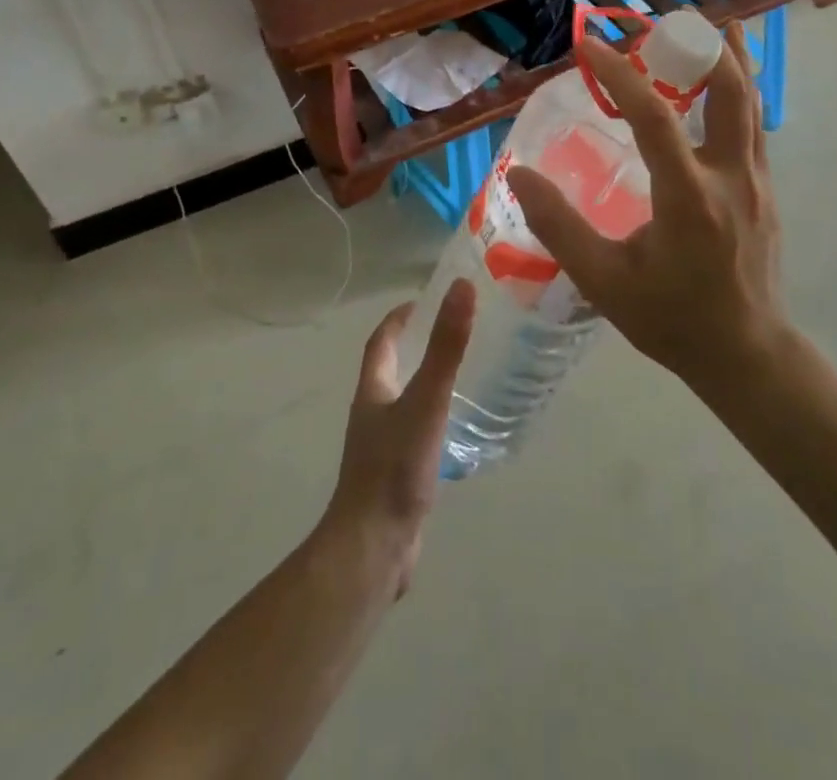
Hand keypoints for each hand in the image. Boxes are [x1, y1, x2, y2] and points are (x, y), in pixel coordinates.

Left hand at [320, 281, 474, 596]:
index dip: (398, 318)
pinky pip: (418, 435)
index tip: (423, 300)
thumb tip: (461, 287)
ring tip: (464, 374)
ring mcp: (384, 447)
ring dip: (427, 384)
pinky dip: (436, 421)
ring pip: (406, 403)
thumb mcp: (426, 401)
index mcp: (373, 391)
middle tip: (454, 333)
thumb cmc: (394, 468)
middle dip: (416, 348)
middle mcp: (373, 414)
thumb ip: (446, 348)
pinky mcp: (398, 476)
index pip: (381, 342)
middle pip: (391, 370)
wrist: (372, 550)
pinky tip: (461, 430)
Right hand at [508, 23, 783, 391]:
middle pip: (731, 89)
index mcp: (688, 196)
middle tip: (664, 25)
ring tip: (706, 28)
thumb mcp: (603, 281)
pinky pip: (754, 125)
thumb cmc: (671, 319)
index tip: (588, 45)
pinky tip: (719, 85)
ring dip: (729, 60)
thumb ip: (558, 226)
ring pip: (752, 101)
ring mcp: (756, 180)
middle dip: (702, 46)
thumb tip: (519, 174)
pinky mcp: (765, 189)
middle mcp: (730, 176)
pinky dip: (738, 92)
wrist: (747, 355)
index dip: (618, 73)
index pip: (653, 115)